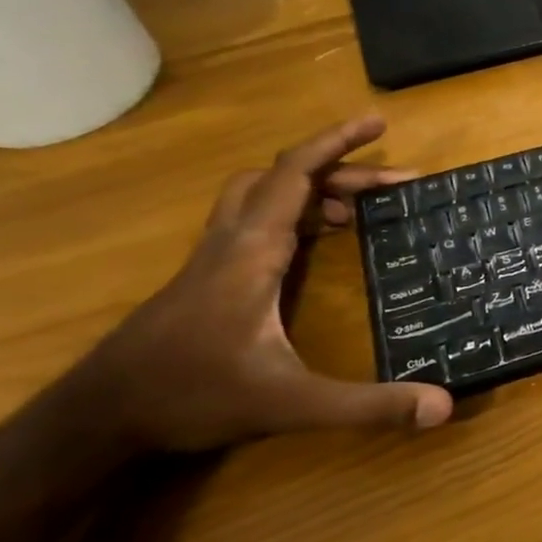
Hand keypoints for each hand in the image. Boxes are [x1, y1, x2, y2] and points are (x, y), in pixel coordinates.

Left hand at [81, 116, 453, 452]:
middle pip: (281, 179)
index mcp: (251, 253)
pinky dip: (292, 215)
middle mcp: (231, 243)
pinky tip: (315, 244)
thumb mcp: (291, 404)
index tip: (376, 122)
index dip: (336, 143)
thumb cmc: (191, 398)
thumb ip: (368, 405)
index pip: (293, 175)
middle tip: (393, 184)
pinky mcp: (208, 277)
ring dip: (311, 190)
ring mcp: (214, 259)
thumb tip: (444, 406)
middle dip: (339, 171)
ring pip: (261, 197)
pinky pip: (255, 223)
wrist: (97, 419)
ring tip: (358, 211)